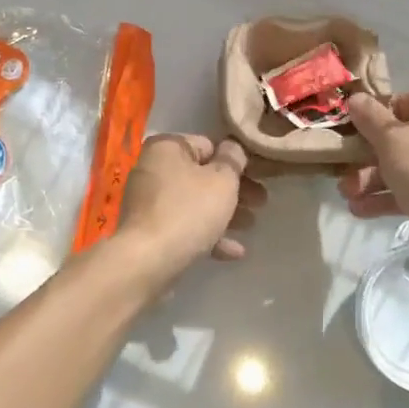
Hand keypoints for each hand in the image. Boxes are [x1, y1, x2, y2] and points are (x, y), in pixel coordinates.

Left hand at [116, 133, 265, 281]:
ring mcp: (149, 201)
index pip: (209, 145)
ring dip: (224, 213)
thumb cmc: (188, 211)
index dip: (236, 161)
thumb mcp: (222, 180)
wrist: (147, 262)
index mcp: (167, 147)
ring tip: (251, 225)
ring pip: (195, 202)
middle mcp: (153, 168)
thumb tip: (233, 147)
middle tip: (261, 202)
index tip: (258, 176)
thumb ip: (233, 159)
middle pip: (202, 175)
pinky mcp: (149, 230)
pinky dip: (207, 234)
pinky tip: (233, 252)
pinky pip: (184, 226)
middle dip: (234, 190)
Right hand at [338, 89, 408, 285]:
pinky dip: (389, 197)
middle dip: (368, 156)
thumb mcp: (393, 141)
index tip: (357, 129)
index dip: (380, 113)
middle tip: (343, 168)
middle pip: (403, 137)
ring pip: (406, 167)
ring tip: (346, 194)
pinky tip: (360, 210)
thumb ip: (370, 118)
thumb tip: (355, 98)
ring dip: (373, 179)